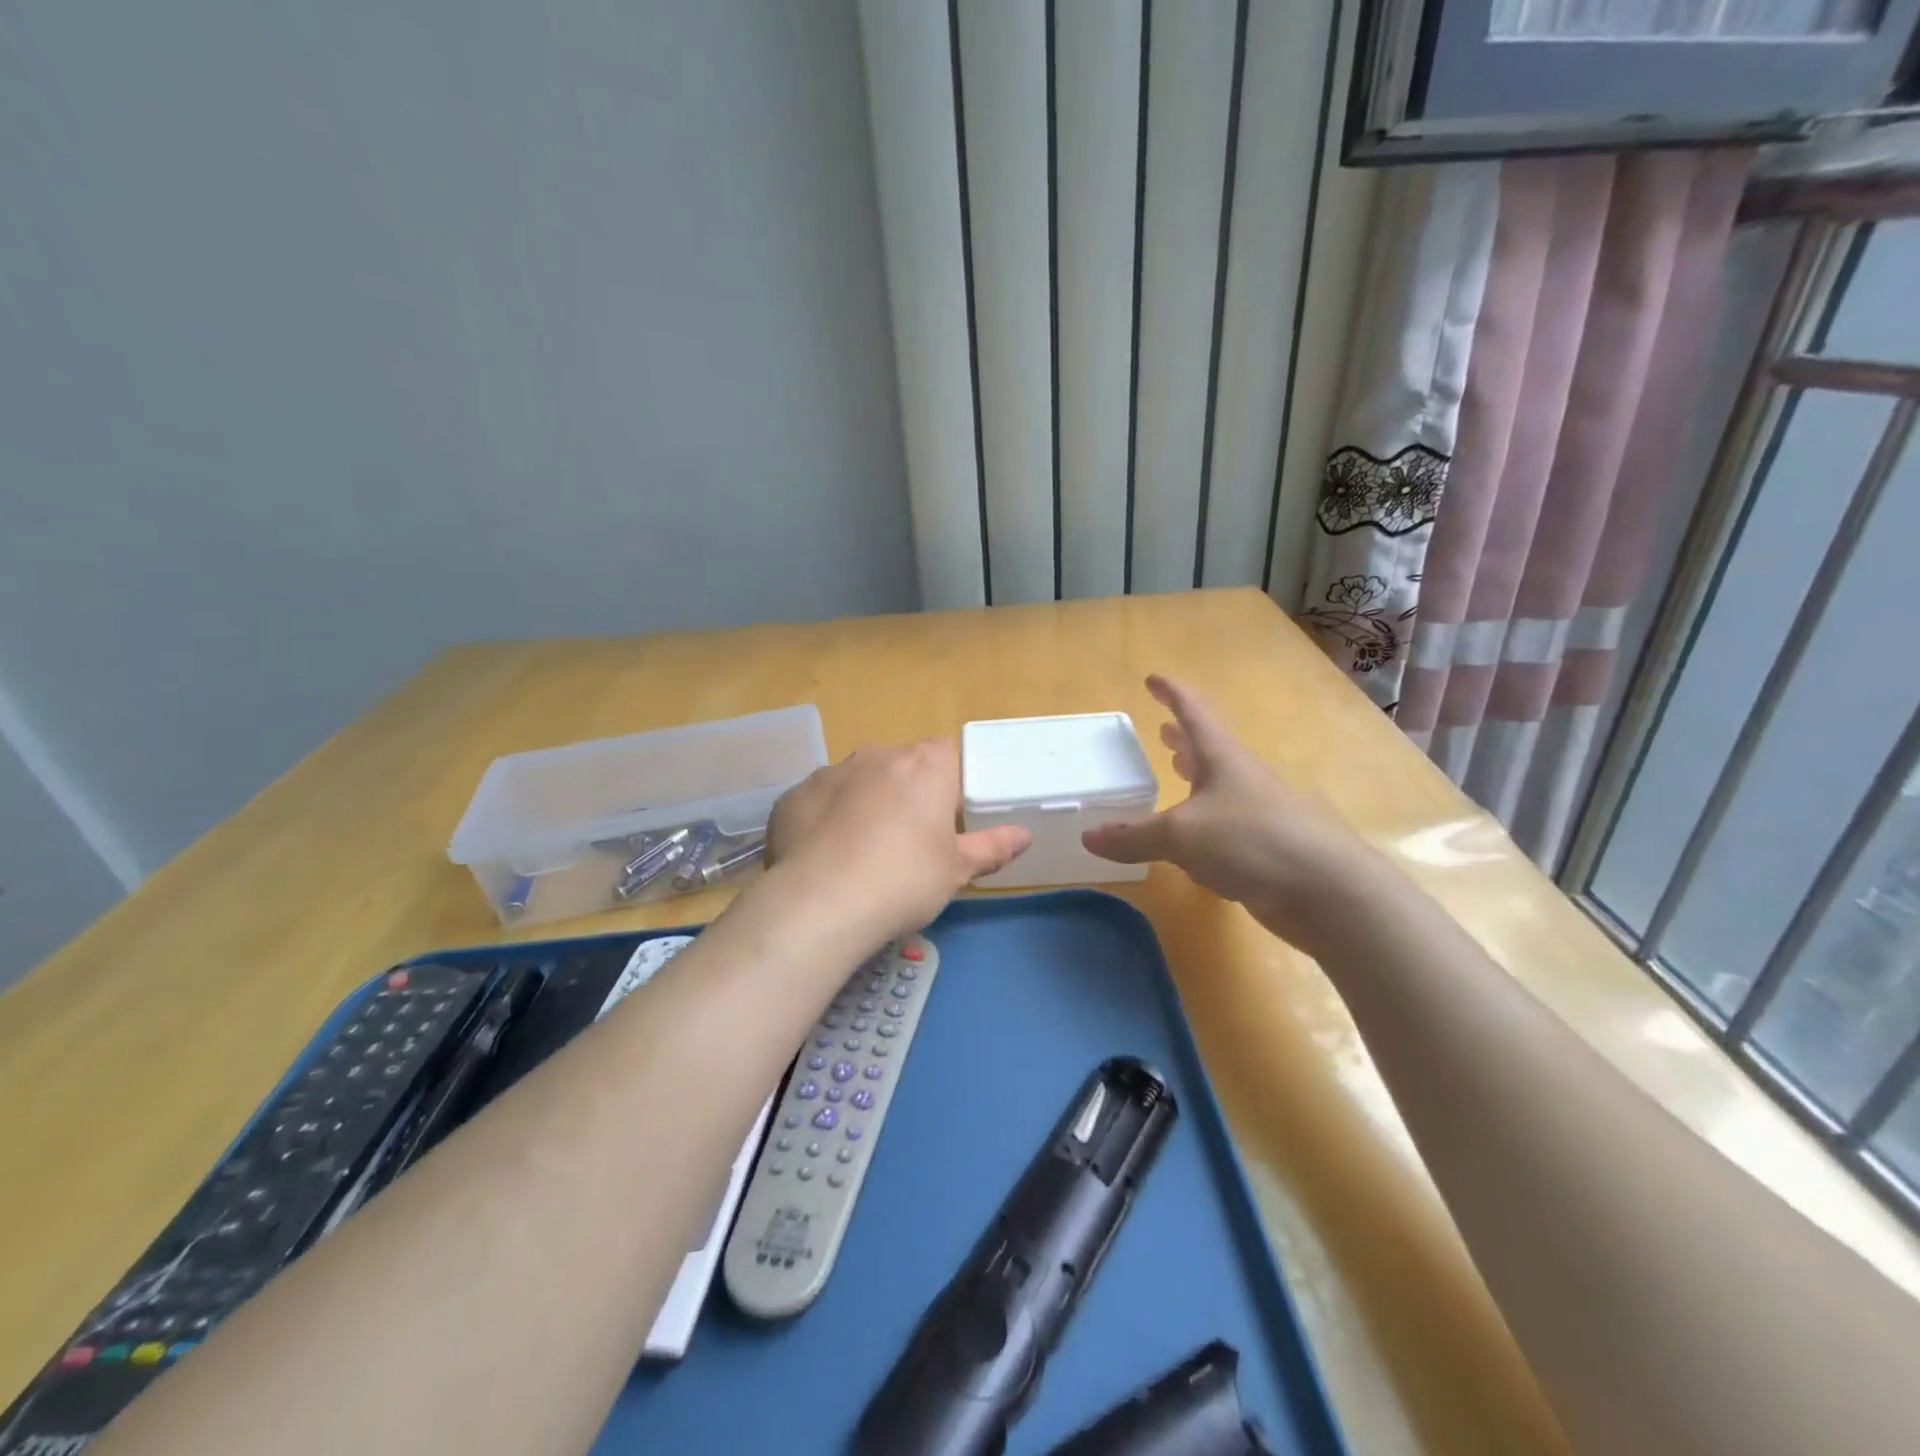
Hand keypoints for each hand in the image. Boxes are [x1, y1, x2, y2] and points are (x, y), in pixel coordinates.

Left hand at [766, 739, 1030, 942]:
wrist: (822, 902)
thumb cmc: (905, 880)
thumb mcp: (957, 870)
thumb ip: (992, 847)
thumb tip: (1024, 835)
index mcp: (925, 765)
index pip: (947, 754)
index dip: (948, 784)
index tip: (945, 819)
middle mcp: (877, 755)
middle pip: (900, 766)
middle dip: (904, 794)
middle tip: (907, 843)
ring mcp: (830, 772)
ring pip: (857, 781)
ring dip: (863, 804)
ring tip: (861, 854)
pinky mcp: (793, 795)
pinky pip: (819, 802)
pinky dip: (824, 821)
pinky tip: (824, 858)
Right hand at [1082, 676, 1373, 948]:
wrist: (1326, 891)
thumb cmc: (1251, 842)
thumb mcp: (1180, 836)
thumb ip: (1133, 835)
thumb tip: (1088, 837)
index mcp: (1222, 758)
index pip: (1192, 712)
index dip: (1171, 693)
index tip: (1152, 678)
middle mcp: (1241, 777)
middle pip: (1208, 747)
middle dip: (1183, 737)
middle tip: (1161, 729)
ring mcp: (1258, 811)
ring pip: (1218, 784)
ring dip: (1195, 775)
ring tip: (1174, 770)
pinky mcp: (1265, 846)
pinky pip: (1225, 822)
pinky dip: (1203, 819)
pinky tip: (1191, 839)